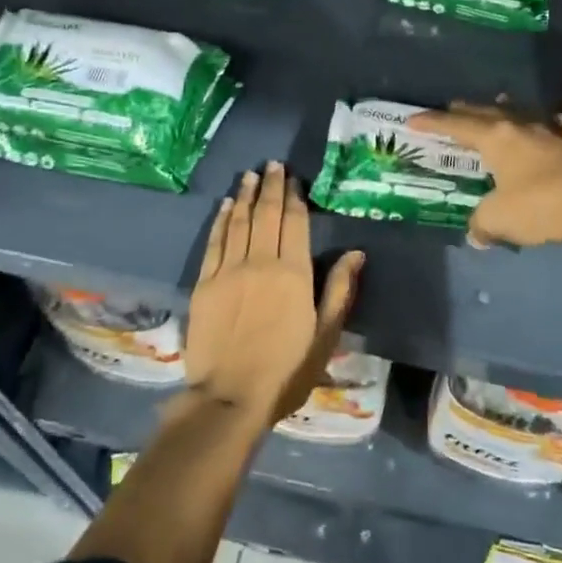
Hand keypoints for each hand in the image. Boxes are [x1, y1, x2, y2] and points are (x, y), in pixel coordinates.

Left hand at [185, 163, 364, 423]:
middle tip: (273, 165)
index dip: (295, 198)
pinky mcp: (205, 283)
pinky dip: (222, 220)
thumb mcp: (325, 336)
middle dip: (271, 186)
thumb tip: (356, 253)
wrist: (230, 398)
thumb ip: (339, 291)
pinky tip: (227, 205)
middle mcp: (261, 262)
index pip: (294, 223)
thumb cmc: (286, 372)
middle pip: (266, 214)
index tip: (294, 179)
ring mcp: (229, 270)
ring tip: (252, 175)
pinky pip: (215, 242)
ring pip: (240, 222)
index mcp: (293, 274)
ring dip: (247, 195)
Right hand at [409, 102, 561, 250]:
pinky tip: (522, 144)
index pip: (457, 125)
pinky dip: (518, 136)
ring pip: (512, 119)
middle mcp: (519, 128)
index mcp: (496, 137)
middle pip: (486, 113)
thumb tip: (476, 234)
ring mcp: (546, 136)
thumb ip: (481, 222)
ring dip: (496, 117)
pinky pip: (532, 135)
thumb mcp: (498, 218)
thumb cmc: (537, 206)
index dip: (432, 123)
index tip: (412, 121)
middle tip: (450, 110)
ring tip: (488, 116)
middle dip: (465, 112)